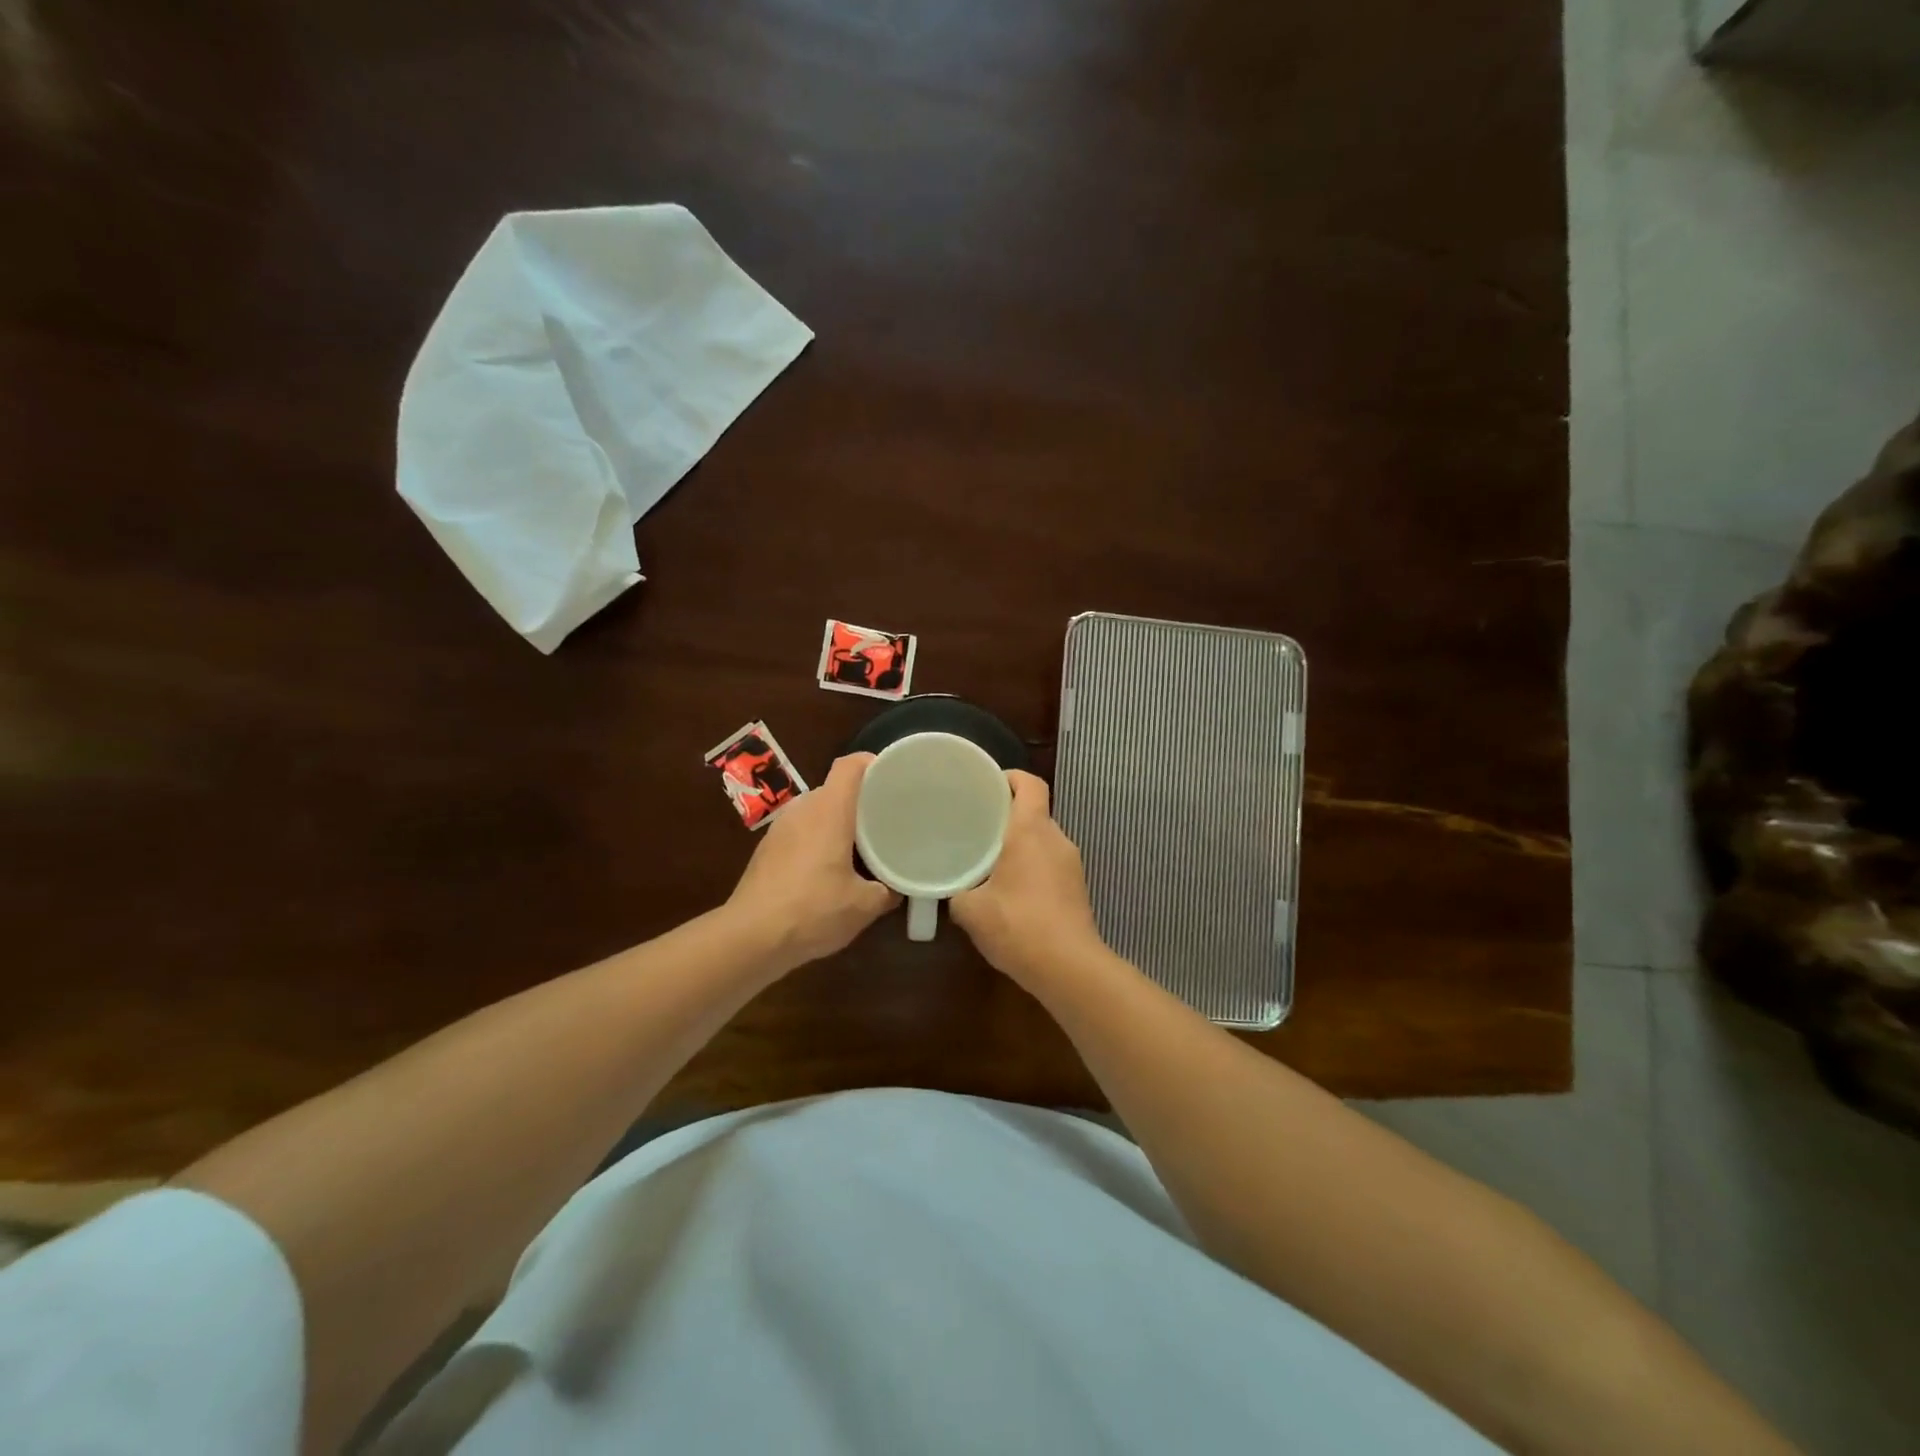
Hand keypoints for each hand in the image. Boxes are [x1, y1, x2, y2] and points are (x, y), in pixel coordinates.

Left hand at [727, 753, 898, 971]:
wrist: (750, 938)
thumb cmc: (813, 910)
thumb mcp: (864, 906)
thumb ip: (887, 891)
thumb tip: (897, 888)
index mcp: (829, 810)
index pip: (850, 765)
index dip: (873, 764)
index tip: (893, 778)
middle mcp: (803, 809)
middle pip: (835, 789)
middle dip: (861, 801)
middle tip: (885, 819)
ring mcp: (780, 829)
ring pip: (817, 812)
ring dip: (838, 823)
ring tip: (860, 846)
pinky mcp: (766, 850)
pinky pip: (800, 832)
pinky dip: (818, 841)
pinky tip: (828, 870)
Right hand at [951, 771, 1105, 986]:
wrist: (1069, 968)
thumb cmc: (1018, 926)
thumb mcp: (971, 910)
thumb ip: (957, 892)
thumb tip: (953, 890)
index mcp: (1031, 830)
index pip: (1030, 784)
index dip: (1010, 777)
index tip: (986, 785)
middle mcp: (1056, 839)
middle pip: (1035, 811)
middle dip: (1007, 815)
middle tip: (976, 825)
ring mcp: (1072, 865)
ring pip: (1042, 840)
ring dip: (1019, 844)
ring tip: (989, 859)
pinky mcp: (1077, 888)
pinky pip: (1050, 864)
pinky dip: (1031, 867)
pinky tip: (1010, 891)